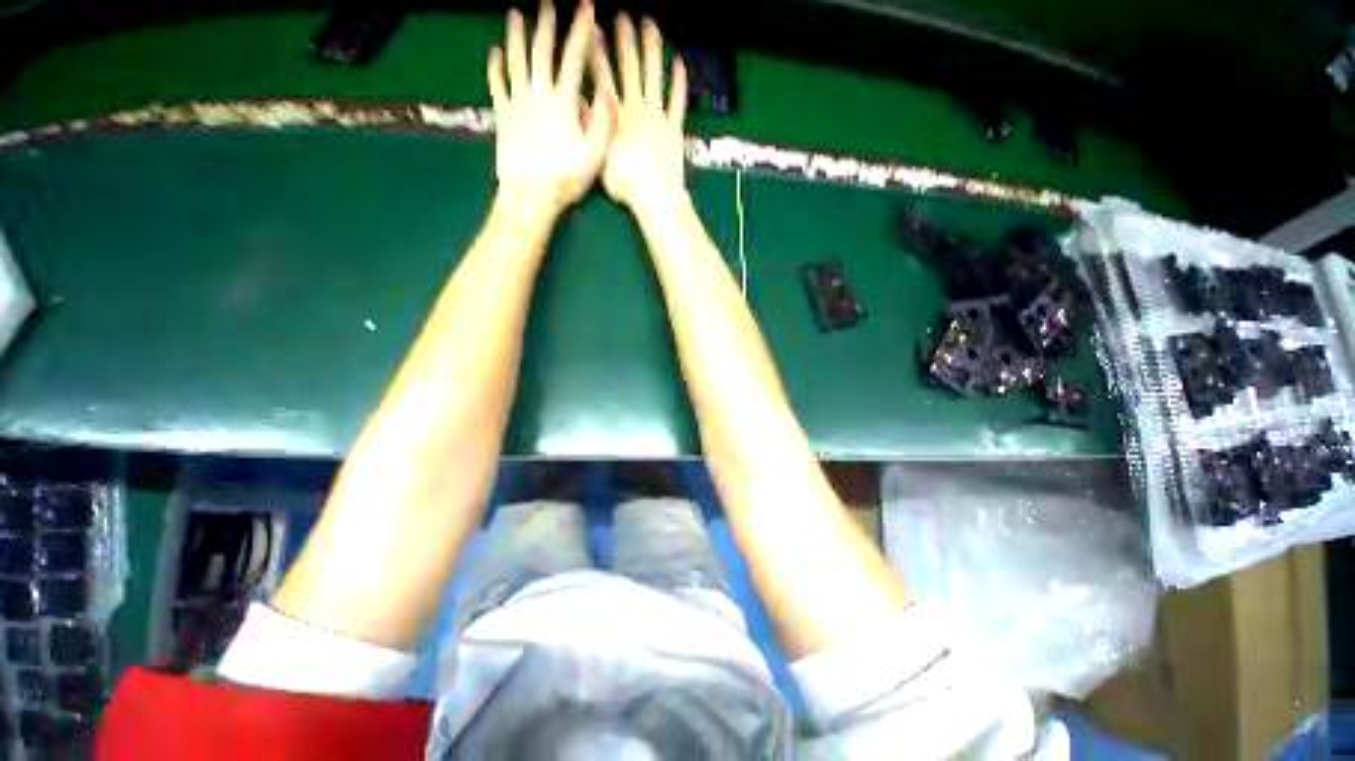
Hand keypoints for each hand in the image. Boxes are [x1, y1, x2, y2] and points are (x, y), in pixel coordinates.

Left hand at [489, 1, 612, 215]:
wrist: (531, 194)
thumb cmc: (566, 177)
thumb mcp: (595, 155)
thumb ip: (603, 125)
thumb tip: (607, 95)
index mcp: (564, 102)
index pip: (574, 59)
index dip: (581, 32)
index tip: (586, 10)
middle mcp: (540, 95)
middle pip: (542, 53)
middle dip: (547, 27)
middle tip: (547, 6)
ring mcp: (519, 103)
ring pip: (517, 62)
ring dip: (517, 37)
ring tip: (517, 17)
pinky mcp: (503, 116)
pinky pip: (498, 86)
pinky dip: (496, 68)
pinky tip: (495, 53)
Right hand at [593, 14, 686, 212]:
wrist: (655, 196)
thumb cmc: (626, 184)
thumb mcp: (599, 159)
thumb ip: (590, 130)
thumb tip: (578, 104)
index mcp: (615, 118)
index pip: (603, 77)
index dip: (598, 52)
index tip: (593, 29)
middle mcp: (636, 110)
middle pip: (629, 69)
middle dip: (624, 41)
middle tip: (622, 17)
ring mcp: (658, 118)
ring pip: (654, 77)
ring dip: (651, 49)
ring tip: (649, 24)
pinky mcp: (675, 129)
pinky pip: (678, 102)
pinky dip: (680, 83)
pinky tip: (680, 63)